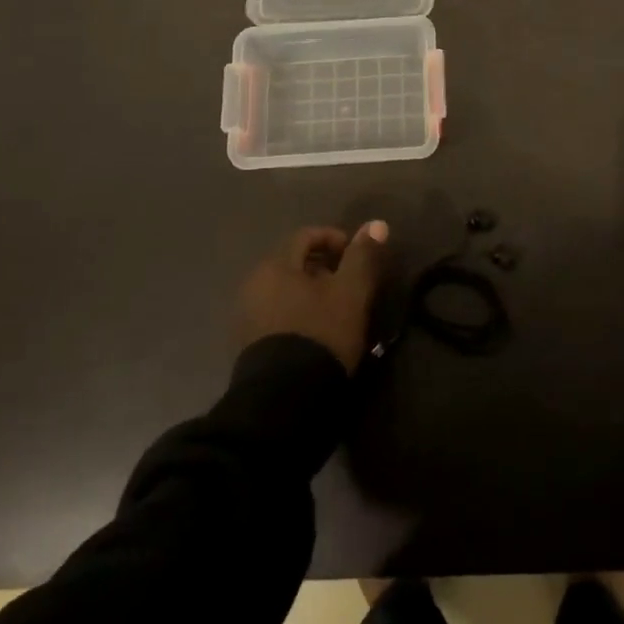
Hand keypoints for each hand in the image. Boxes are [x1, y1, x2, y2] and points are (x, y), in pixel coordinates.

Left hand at [236, 223, 389, 371]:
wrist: (284, 400)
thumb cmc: (321, 334)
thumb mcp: (351, 293)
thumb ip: (362, 256)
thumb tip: (377, 223)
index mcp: (275, 264)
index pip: (306, 235)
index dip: (335, 239)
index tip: (357, 257)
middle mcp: (254, 283)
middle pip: (293, 262)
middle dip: (323, 268)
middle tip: (349, 286)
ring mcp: (246, 315)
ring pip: (284, 290)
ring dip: (310, 293)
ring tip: (336, 311)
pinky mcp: (247, 344)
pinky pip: (275, 313)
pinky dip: (296, 313)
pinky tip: (315, 333)